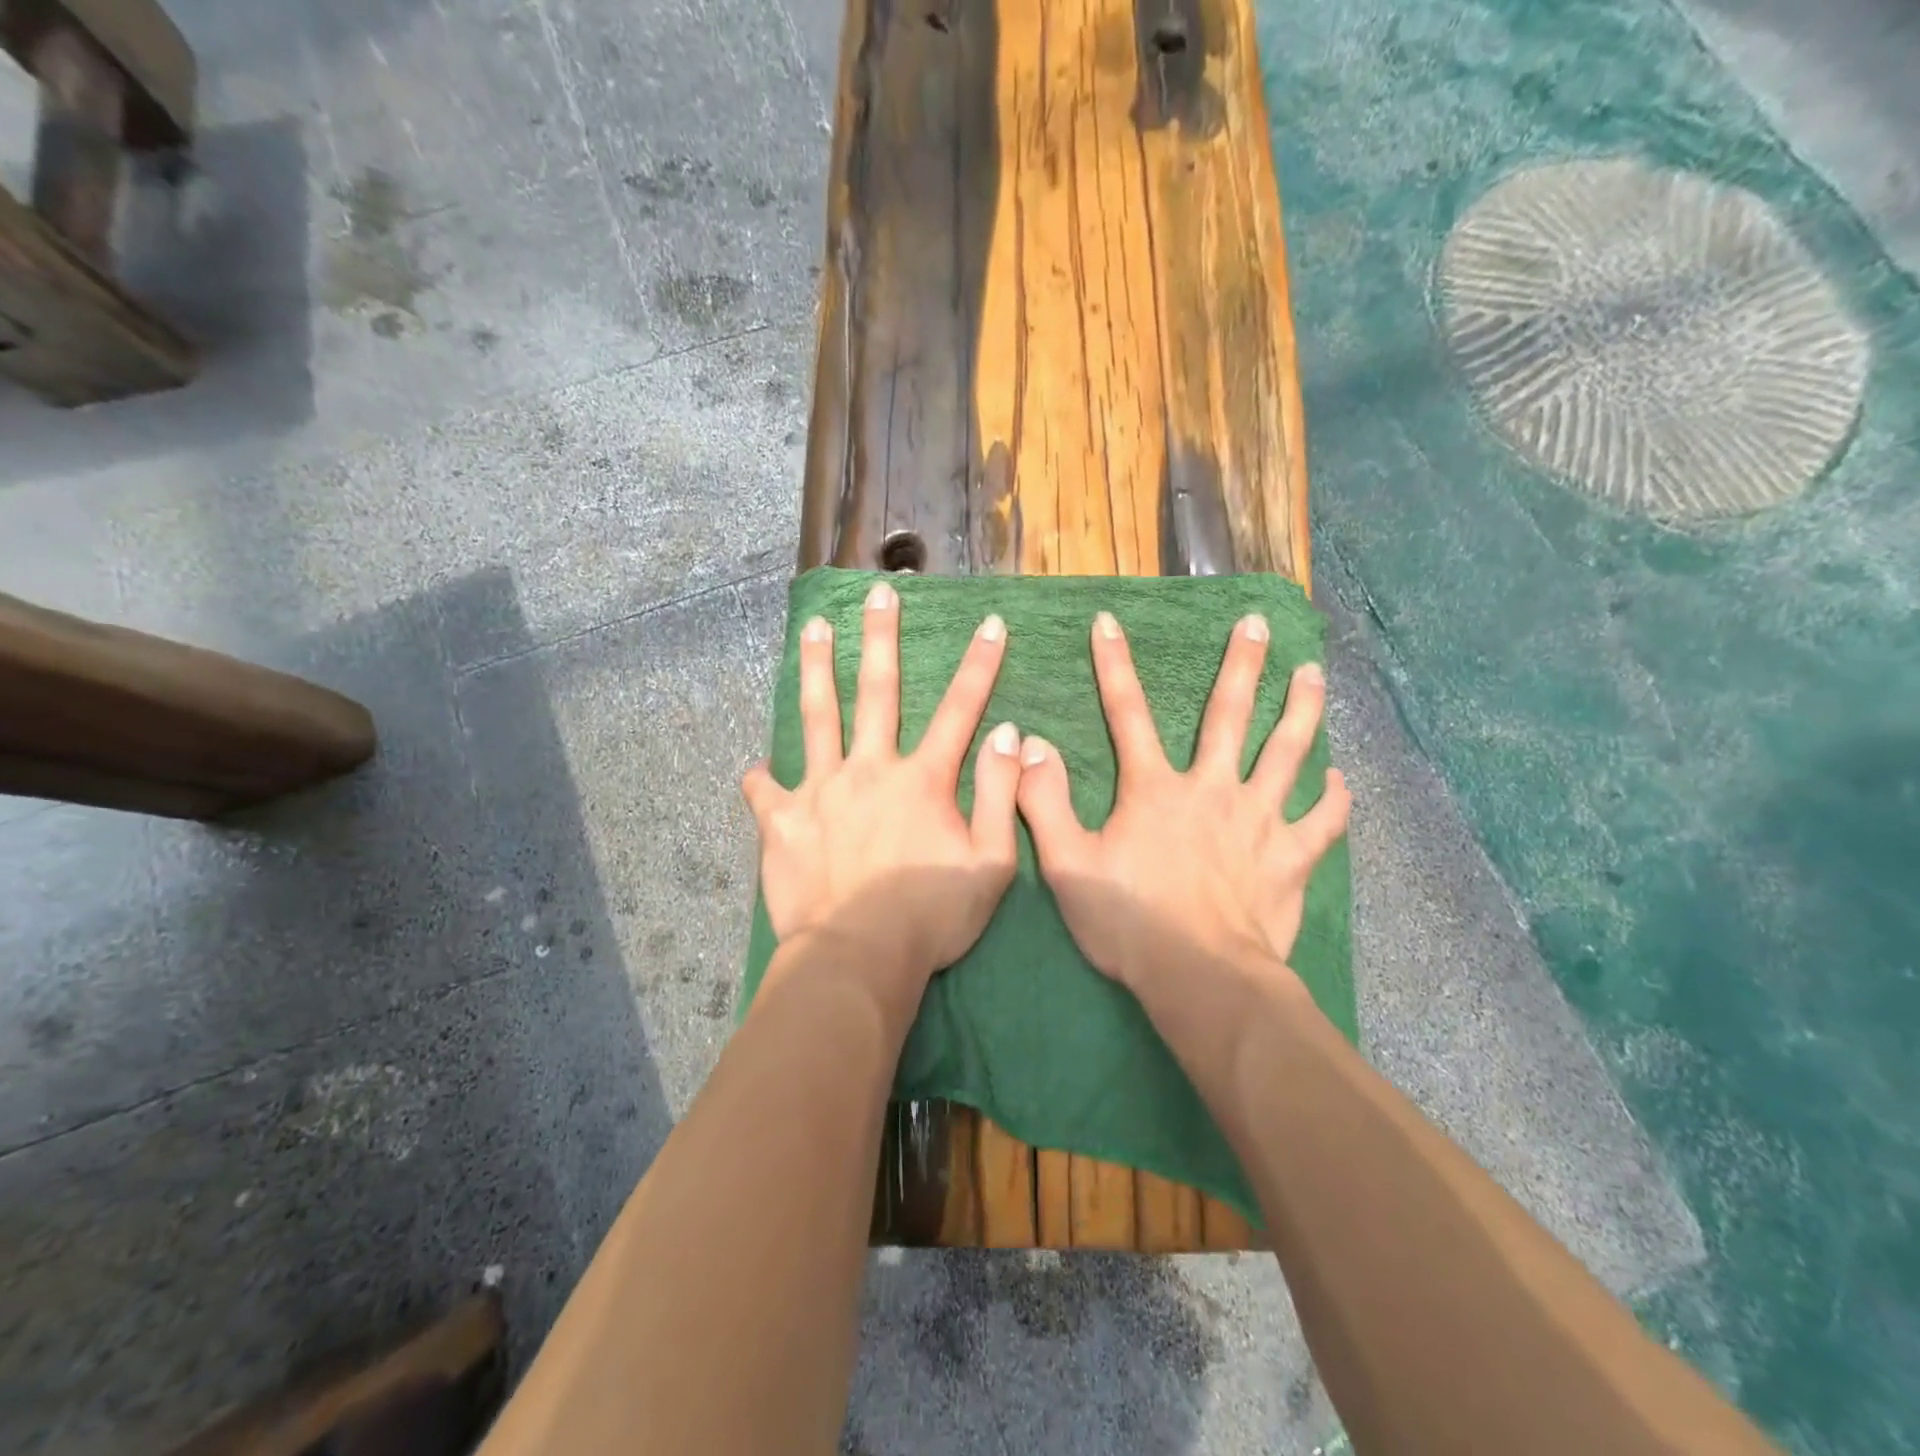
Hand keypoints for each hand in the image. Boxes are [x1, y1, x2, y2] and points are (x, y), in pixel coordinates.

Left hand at [742, 580, 1023, 985]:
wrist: (858, 957)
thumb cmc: (932, 917)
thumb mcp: (991, 863)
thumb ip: (1001, 795)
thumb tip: (1009, 735)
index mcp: (922, 779)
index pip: (959, 709)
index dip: (979, 664)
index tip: (990, 623)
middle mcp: (870, 769)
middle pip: (877, 690)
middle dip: (880, 637)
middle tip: (877, 593)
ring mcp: (821, 790)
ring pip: (817, 716)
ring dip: (815, 668)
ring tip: (812, 628)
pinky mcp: (783, 821)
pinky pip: (766, 791)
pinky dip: (761, 778)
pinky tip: (755, 769)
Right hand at [1015, 610, 1349, 997]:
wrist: (1200, 978)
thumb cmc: (1129, 922)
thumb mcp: (1067, 864)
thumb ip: (1045, 802)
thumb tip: (1030, 745)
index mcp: (1155, 790)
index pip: (1127, 714)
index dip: (1114, 665)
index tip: (1109, 622)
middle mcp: (1211, 790)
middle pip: (1229, 715)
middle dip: (1243, 664)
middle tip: (1260, 624)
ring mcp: (1259, 820)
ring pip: (1287, 752)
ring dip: (1301, 709)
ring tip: (1314, 673)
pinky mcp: (1291, 857)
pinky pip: (1322, 821)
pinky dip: (1334, 799)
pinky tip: (1340, 780)